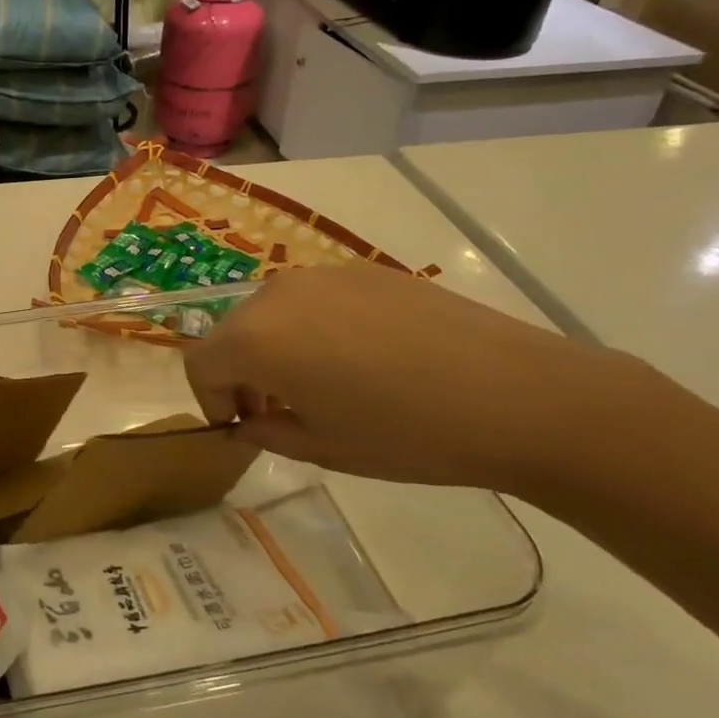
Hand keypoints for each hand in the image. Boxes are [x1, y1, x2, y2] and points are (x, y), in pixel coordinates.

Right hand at [185, 260, 628, 489]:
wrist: (517, 395)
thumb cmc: (406, 433)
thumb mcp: (322, 447)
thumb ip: (267, 431)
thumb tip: (250, 421)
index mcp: (255, 337)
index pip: (201, 364)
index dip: (209, 401)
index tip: (240, 429)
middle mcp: (277, 294)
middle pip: (232, 332)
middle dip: (240, 373)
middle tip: (275, 412)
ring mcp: (323, 275)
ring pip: (272, 313)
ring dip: (275, 349)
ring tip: (320, 386)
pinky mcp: (365, 271)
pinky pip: (315, 300)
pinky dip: (313, 329)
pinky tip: (362, 361)